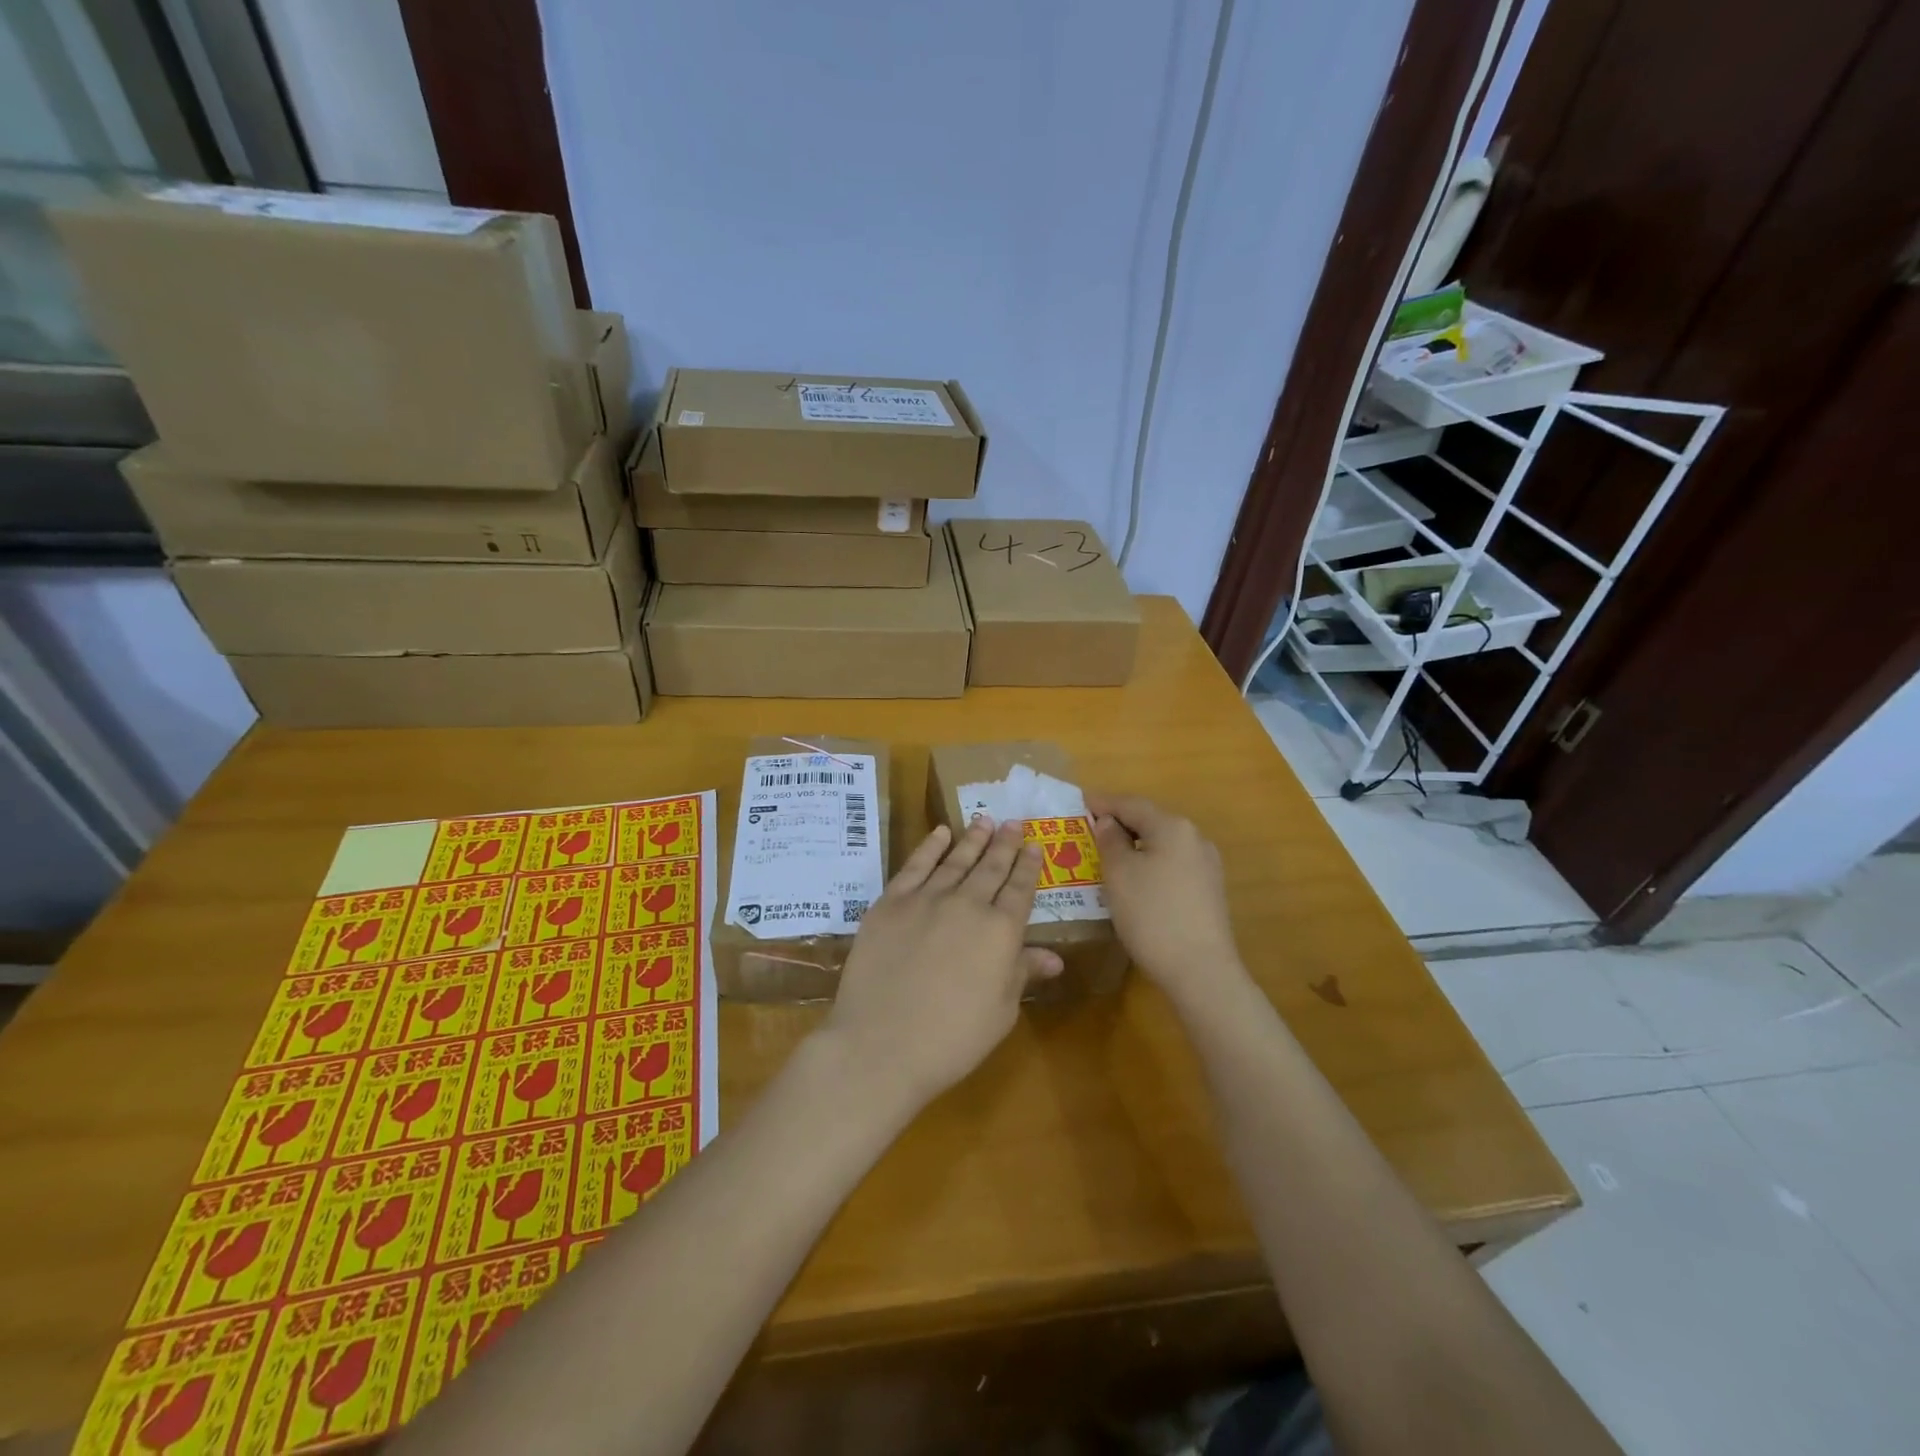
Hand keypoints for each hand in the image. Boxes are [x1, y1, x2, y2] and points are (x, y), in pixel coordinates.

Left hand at [820, 818, 1061, 1114]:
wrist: (880, 1044)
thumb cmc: (951, 1040)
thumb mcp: (1000, 1012)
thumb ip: (1022, 973)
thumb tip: (1054, 957)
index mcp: (1001, 931)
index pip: (1020, 889)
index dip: (1028, 866)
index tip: (1034, 845)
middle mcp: (967, 904)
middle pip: (991, 867)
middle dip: (1005, 843)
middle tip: (1014, 822)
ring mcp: (926, 898)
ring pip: (956, 859)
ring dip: (973, 839)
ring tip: (985, 820)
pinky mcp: (891, 902)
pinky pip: (915, 865)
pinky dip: (930, 846)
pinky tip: (941, 833)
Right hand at [1085, 792, 1242, 1001]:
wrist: (1200, 971)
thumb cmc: (1152, 915)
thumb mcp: (1119, 874)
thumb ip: (1110, 841)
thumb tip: (1108, 822)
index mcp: (1172, 827)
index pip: (1131, 804)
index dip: (1103, 803)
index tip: (1080, 803)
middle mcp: (1195, 838)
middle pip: (1150, 821)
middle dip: (1119, 823)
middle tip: (1089, 829)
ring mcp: (1206, 865)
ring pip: (1162, 844)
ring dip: (1135, 845)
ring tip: (1107, 854)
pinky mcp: (1209, 890)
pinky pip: (1172, 864)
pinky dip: (1149, 863)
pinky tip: (1134, 879)